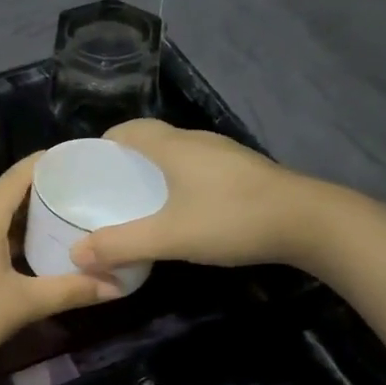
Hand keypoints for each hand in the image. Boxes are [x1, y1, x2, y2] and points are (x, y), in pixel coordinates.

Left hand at [0, 155, 120, 382]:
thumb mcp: (26, 302)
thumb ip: (72, 290)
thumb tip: (118, 287)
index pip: (19, 174)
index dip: (48, 162)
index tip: (80, 158)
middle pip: (10, 192)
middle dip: (45, 189)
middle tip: (85, 190)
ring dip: (29, 214)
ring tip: (66, 215)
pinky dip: (14, 233)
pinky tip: (36, 248)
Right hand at [70, 120, 312, 272]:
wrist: (309, 222)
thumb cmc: (231, 219)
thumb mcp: (170, 237)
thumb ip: (121, 245)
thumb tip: (76, 254)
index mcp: (173, 146)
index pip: (128, 130)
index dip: (104, 145)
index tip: (88, 170)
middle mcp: (197, 141)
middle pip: (151, 140)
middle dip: (126, 162)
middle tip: (108, 192)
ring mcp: (225, 154)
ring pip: (177, 154)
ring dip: (155, 172)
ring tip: (140, 203)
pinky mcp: (244, 171)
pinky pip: (198, 168)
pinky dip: (180, 182)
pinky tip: (183, 210)